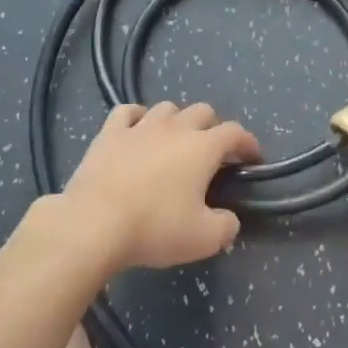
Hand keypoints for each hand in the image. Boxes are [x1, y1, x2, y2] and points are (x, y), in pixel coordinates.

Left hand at [60, 101, 260, 270]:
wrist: (94, 223)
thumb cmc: (154, 228)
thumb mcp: (203, 239)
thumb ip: (225, 226)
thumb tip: (229, 219)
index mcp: (202, 147)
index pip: (234, 133)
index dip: (247, 142)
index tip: (252, 156)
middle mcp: (175, 128)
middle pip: (203, 111)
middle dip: (214, 127)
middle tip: (213, 151)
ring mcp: (140, 126)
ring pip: (167, 108)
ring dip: (177, 120)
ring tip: (175, 139)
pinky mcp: (109, 133)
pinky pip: (127, 112)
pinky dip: (137, 117)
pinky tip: (137, 129)